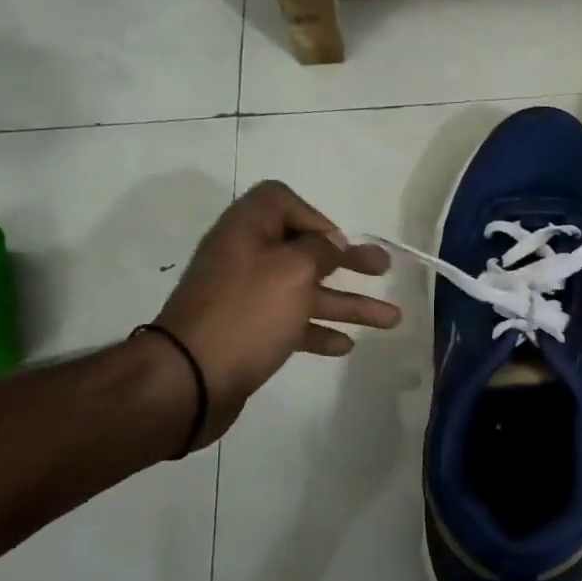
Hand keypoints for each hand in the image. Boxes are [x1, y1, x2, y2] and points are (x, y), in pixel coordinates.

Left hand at [153, 180, 398, 446]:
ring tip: (392, 319)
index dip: (315, 216)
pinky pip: (291, 324)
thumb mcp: (293, 270)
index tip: (337, 243)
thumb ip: (320, 250)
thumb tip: (331, 244)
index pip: (281, 201)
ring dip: (348, 303)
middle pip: (304, 250)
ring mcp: (246, 298)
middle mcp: (245, 258)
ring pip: (306, 292)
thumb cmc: (247, 313)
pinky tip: (346, 345)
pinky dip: (319, 330)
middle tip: (384, 269)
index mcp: (247, 230)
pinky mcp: (249, 333)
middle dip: (348, 261)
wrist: (190, 379)